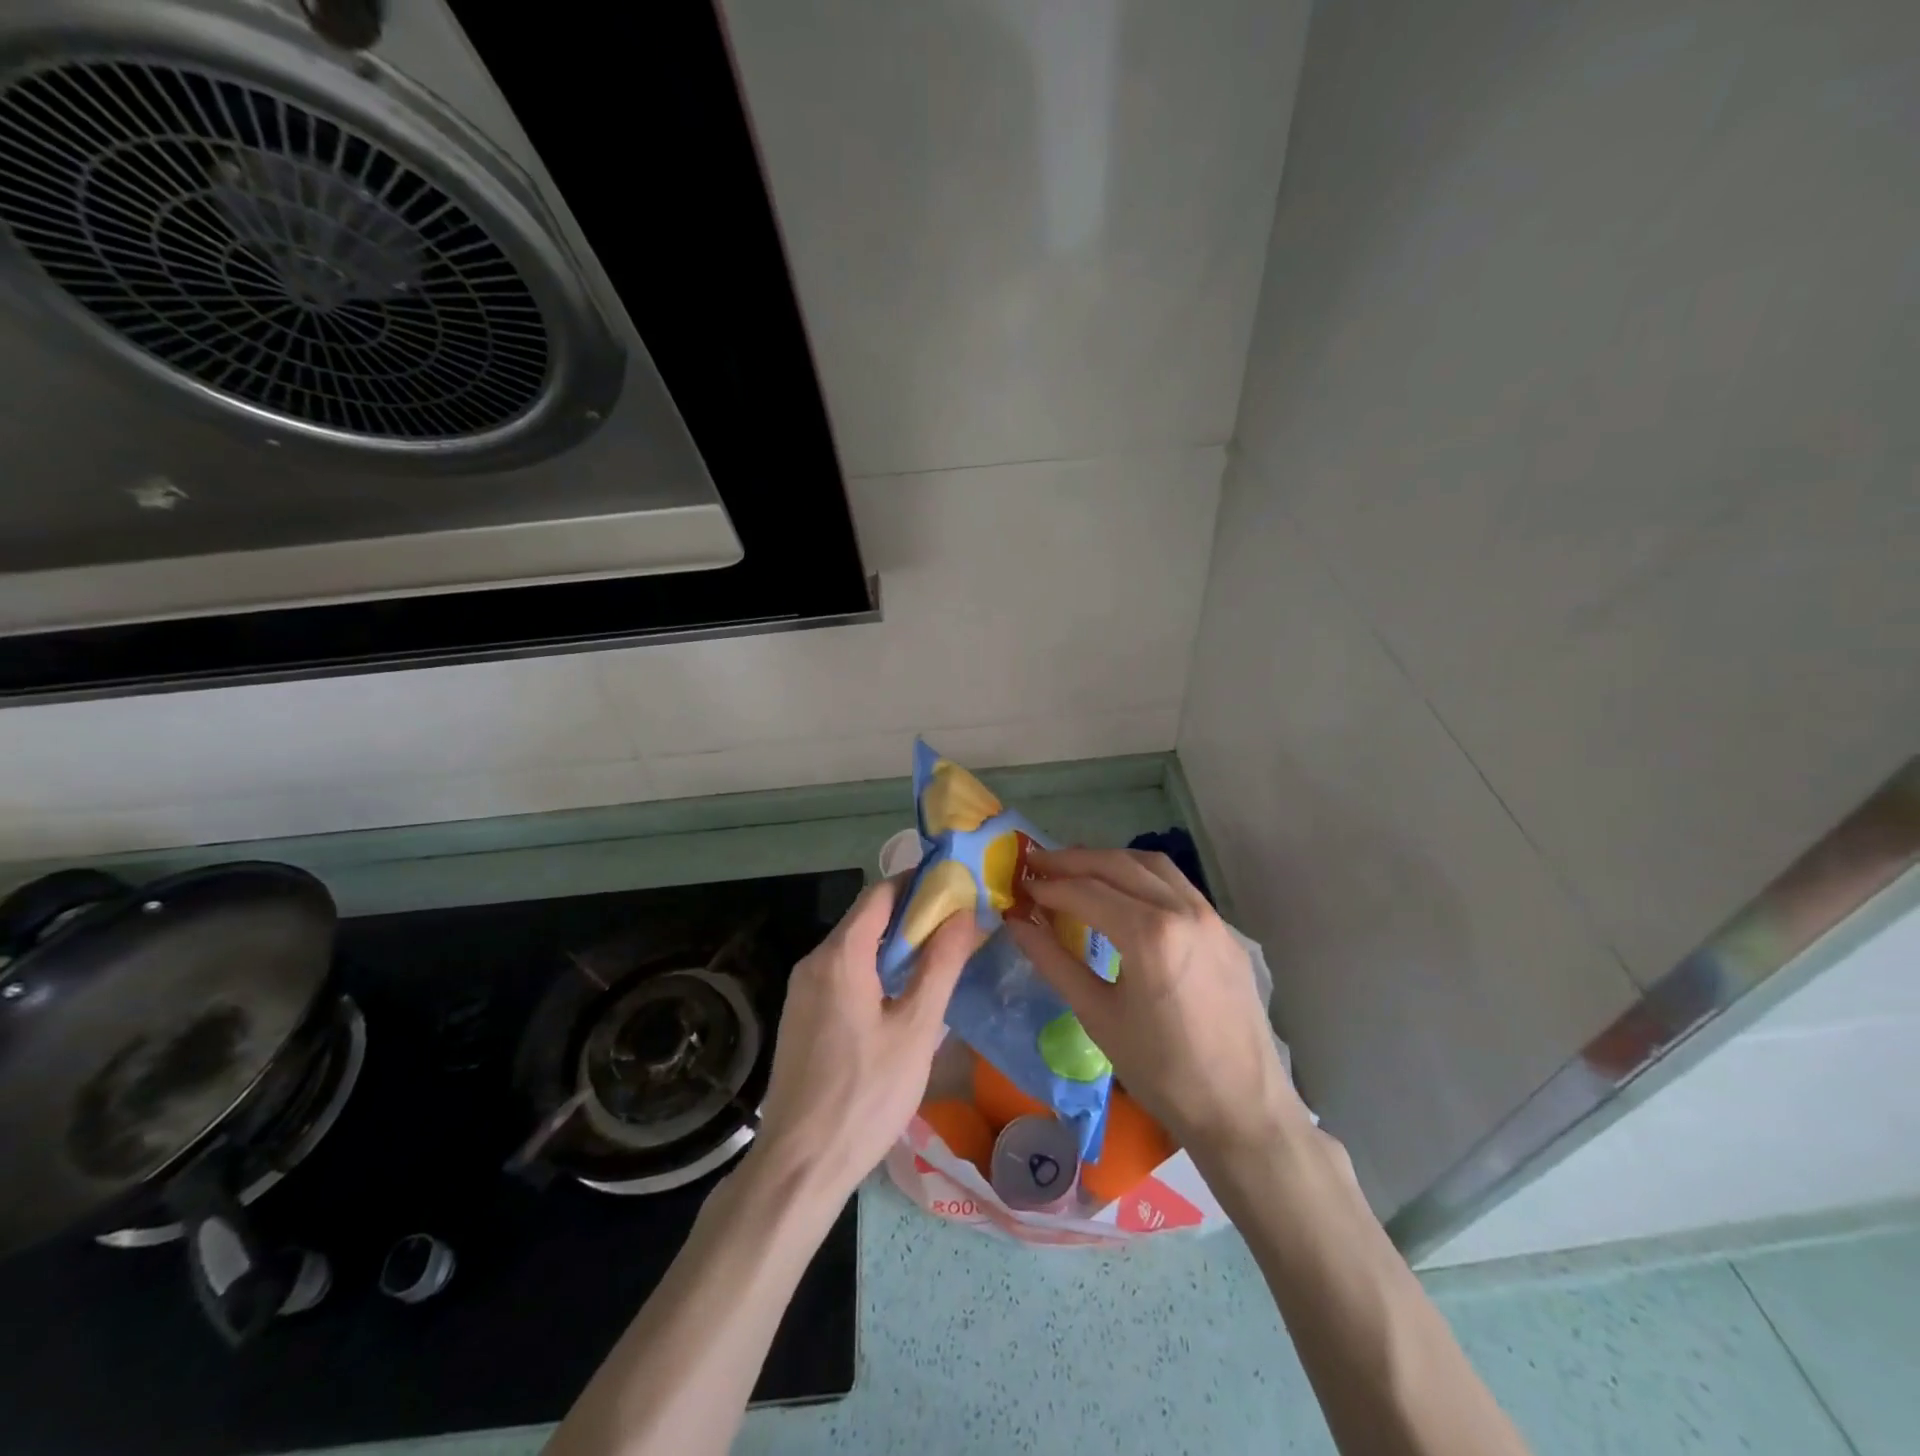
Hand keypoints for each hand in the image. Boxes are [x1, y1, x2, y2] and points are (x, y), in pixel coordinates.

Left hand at [749, 876, 980, 1204]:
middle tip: (956, 928)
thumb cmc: (865, 1095)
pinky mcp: (800, 1017)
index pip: (880, 893)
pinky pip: (840, 975)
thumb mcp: (915, 1030)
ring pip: (853, 949)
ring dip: (892, 946)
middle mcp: (814, 962)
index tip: (955, 889)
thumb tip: (963, 913)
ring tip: (936, 960)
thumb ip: (940, 965)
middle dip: (911, 917)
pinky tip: (899, 997)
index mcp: (840, 955)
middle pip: (865, 919)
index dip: (918, 885)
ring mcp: (801, 991)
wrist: (799, 1165)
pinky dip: (872, 970)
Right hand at [1005, 848, 1308, 1164]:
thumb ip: (1053, 961)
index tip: (1020, 886)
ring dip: (1109, 861)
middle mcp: (1182, 910)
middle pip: (1117, 865)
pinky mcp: (1225, 930)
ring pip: (1151, 865)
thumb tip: (1017, 923)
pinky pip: (1177, 884)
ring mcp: (1210, 916)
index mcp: (1149, 934)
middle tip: (1036, 863)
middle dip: (1072, 860)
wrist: (1242, 1110)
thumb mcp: (1097, 1015)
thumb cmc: (1161, 1071)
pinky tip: (1123, 891)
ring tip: (1075, 870)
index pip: (1086, 891)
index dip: (1048, 886)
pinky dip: (1141, 875)